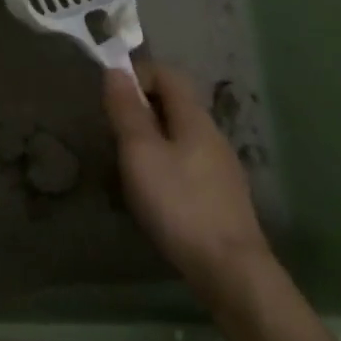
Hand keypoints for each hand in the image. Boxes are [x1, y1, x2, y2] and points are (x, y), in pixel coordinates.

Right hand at [103, 63, 272, 291]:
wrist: (230, 270)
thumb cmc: (179, 204)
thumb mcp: (141, 153)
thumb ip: (127, 110)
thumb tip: (116, 70)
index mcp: (194, 117)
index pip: (166, 73)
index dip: (136, 75)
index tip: (110, 100)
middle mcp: (212, 134)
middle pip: (172, 104)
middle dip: (139, 111)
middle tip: (112, 136)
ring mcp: (220, 166)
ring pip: (177, 136)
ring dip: (149, 141)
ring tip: (125, 169)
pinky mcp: (221, 195)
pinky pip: (186, 163)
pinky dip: (163, 166)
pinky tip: (152, 196)